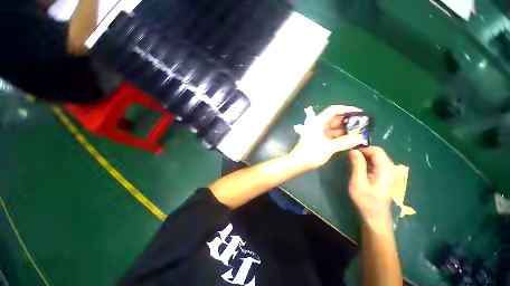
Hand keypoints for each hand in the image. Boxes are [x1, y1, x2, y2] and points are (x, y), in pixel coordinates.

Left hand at [289, 105, 364, 169]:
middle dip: (348, 121)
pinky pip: (331, 135)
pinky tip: (350, 139)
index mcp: (318, 122)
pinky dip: (340, 136)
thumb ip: (345, 142)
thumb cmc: (311, 153)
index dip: (347, 109)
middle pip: (334, 119)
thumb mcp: (329, 147)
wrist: (297, 163)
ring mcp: (318, 133)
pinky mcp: (318, 139)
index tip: (360, 112)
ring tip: (359, 132)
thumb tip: (360, 137)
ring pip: (333, 128)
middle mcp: (318, 125)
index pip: (333, 110)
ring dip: (345, 130)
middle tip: (363, 125)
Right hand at [348, 147, 394, 231]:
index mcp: (386, 169)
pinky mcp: (386, 175)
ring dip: (364, 158)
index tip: (349, 153)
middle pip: (377, 153)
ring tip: (352, 163)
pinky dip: (367, 163)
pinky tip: (359, 169)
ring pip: (376, 157)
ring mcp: (389, 172)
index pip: (376, 150)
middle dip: (363, 153)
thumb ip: (357, 165)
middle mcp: (390, 168)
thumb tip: (353, 150)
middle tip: (349, 159)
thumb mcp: (358, 182)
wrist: (375, 216)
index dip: (362, 149)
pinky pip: (376, 163)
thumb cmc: (366, 200)